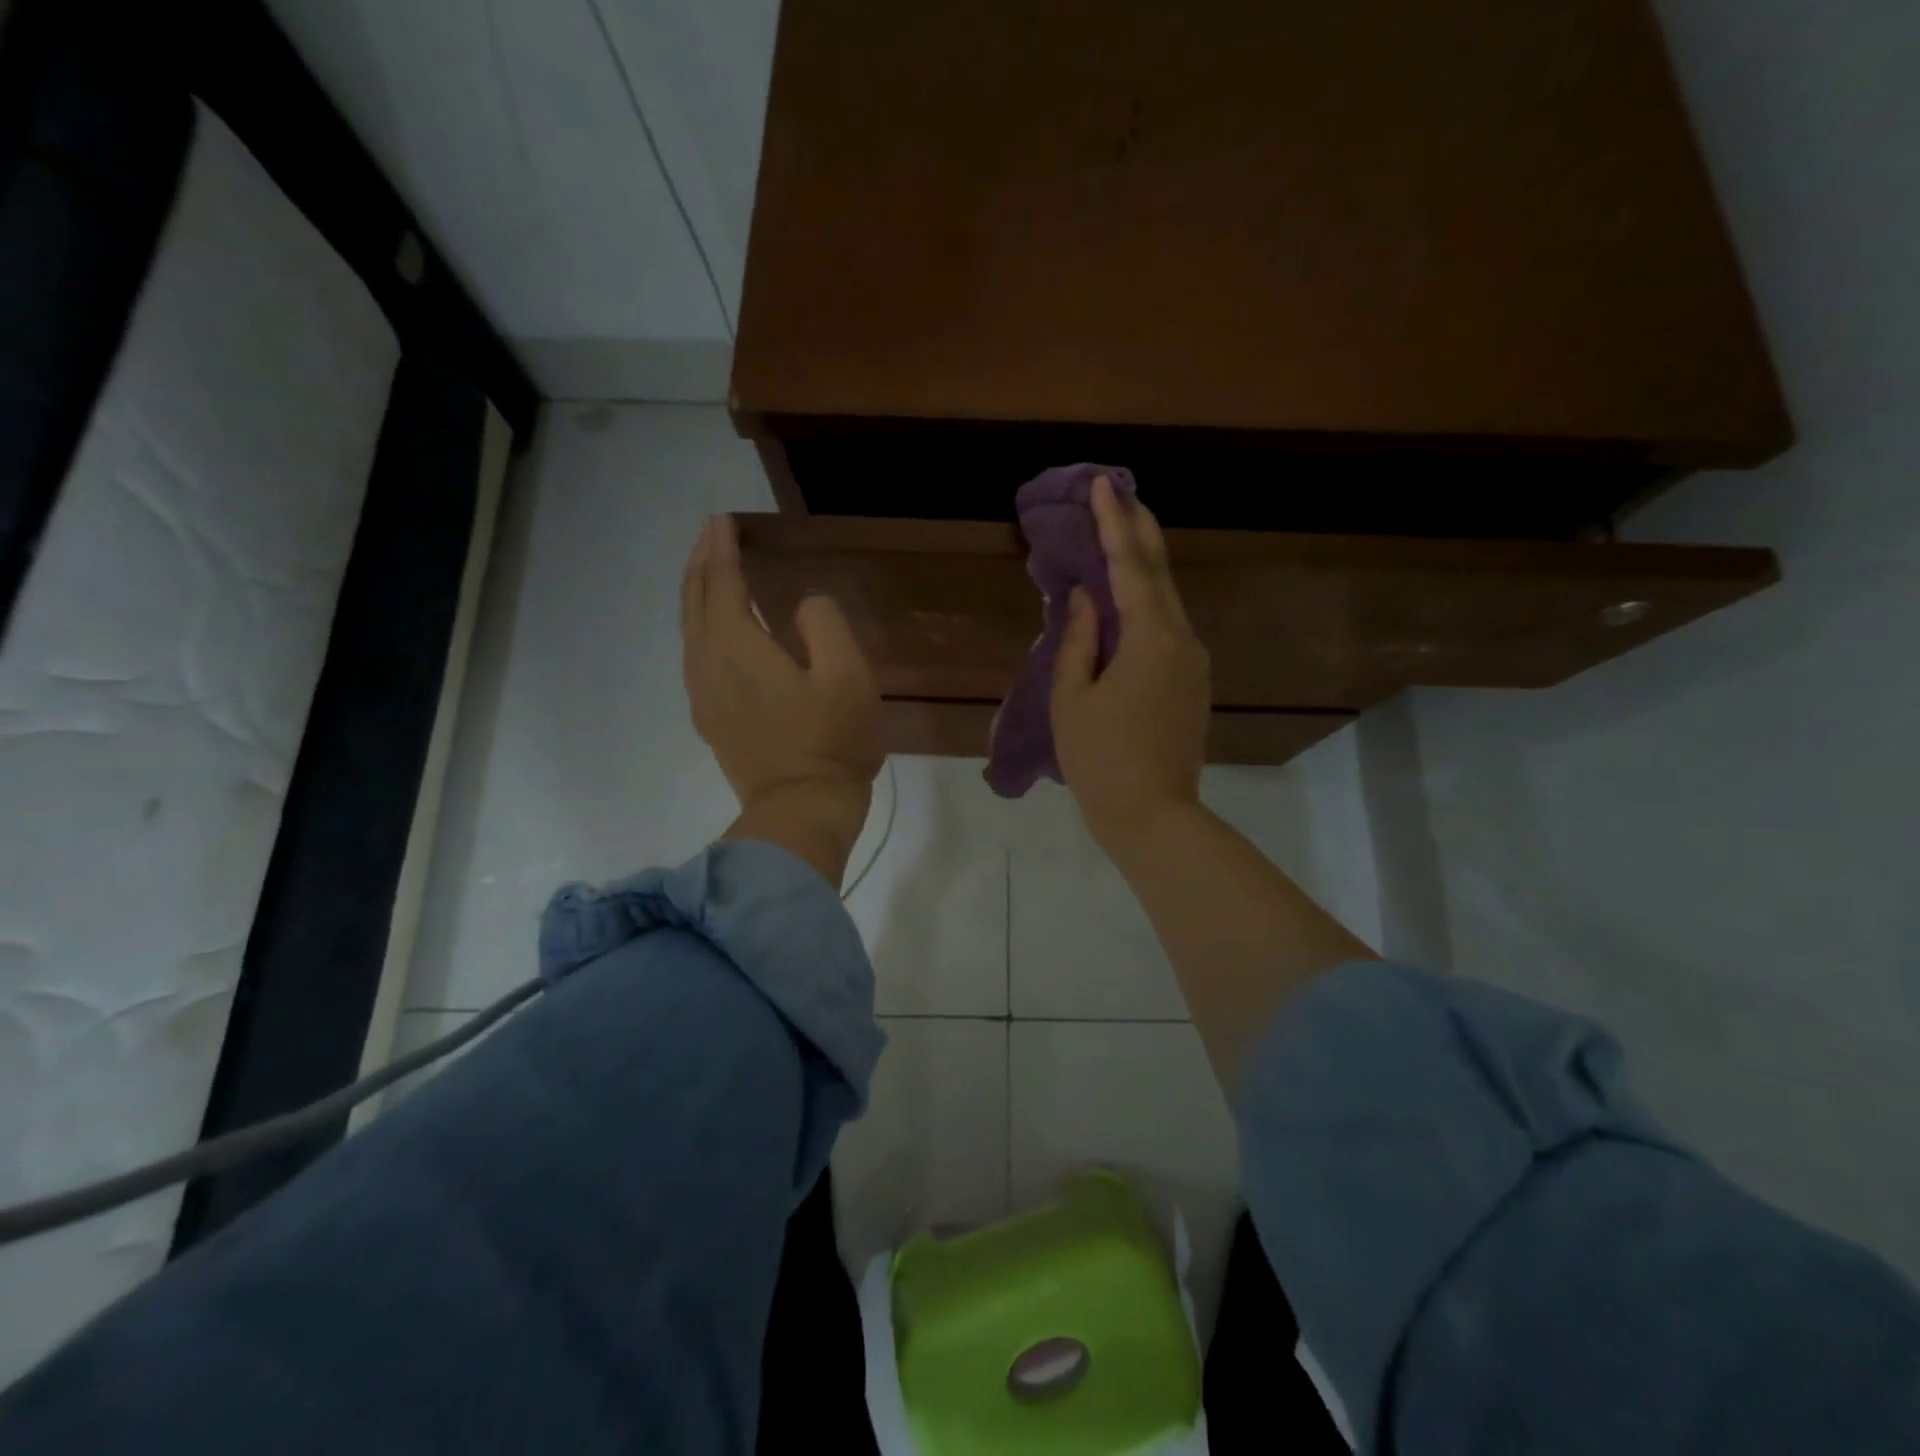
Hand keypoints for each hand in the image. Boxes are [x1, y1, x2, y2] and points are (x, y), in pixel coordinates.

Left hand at [682, 514, 881, 880]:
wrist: (801, 811)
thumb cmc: (830, 741)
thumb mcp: (847, 676)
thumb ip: (825, 624)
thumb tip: (805, 604)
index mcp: (737, 647)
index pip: (721, 583)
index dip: (721, 548)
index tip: (723, 519)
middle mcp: (708, 664)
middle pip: (695, 602)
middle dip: (701, 563)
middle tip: (713, 534)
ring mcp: (704, 696)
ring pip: (690, 630)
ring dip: (698, 595)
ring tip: (712, 573)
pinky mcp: (712, 719)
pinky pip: (697, 656)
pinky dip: (703, 627)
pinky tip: (720, 632)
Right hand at [1051, 477, 1209, 847]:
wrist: (1152, 816)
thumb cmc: (1100, 759)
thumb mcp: (1072, 698)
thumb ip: (1079, 640)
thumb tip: (1087, 598)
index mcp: (1150, 639)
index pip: (1130, 567)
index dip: (1114, 524)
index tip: (1102, 485)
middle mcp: (1182, 640)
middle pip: (1160, 573)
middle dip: (1139, 530)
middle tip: (1119, 494)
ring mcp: (1193, 662)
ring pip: (1168, 600)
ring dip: (1143, 566)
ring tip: (1121, 536)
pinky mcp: (1192, 682)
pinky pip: (1168, 627)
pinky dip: (1147, 602)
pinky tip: (1128, 598)